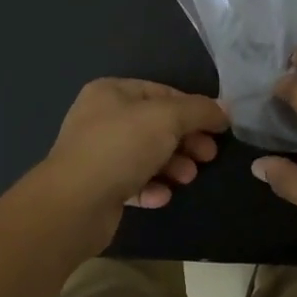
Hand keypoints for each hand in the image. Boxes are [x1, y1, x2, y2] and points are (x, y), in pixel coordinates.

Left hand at [39, 79, 228, 220]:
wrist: (74, 204)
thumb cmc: (121, 148)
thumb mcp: (167, 118)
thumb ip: (199, 111)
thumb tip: (223, 110)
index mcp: (111, 92)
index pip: (162, 92)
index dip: (193, 108)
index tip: (218, 128)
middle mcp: (101, 118)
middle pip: (156, 125)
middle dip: (186, 141)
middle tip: (208, 156)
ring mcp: (98, 153)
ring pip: (146, 155)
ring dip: (173, 165)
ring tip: (188, 178)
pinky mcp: (98, 187)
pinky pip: (133, 182)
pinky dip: (151, 188)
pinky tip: (161, 196)